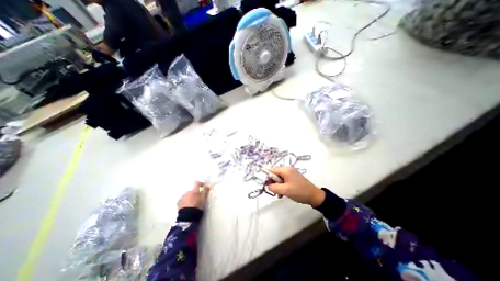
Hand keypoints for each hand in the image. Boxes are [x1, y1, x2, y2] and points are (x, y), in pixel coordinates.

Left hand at [176, 182, 209, 210]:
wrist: (187, 216)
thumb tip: (207, 185)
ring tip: (193, 203)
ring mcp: (182, 197)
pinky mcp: (178, 202)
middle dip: (195, 193)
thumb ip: (206, 191)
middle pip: (192, 190)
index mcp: (194, 191)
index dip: (200, 184)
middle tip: (198, 198)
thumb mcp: (204, 199)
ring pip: (187, 195)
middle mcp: (188, 192)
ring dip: (190, 197)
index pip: (197, 183)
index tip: (203, 186)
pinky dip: (186, 201)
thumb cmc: (198, 206)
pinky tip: (188, 206)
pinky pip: (183, 199)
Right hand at [266, 166, 323, 205]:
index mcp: (285, 170)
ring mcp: (291, 173)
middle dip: (273, 183)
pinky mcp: (293, 178)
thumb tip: (267, 185)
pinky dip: (282, 187)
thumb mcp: (285, 190)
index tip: (267, 186)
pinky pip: (284, 181)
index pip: (272, 170)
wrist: (314, 196)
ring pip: (279, 178)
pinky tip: (283, 194)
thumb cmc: (299, 192)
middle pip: (275, 174)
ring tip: (279, 195)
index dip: (268, 177)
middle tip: (274, 192)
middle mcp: (287, 169)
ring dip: (277, 186)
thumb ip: (274, 187)